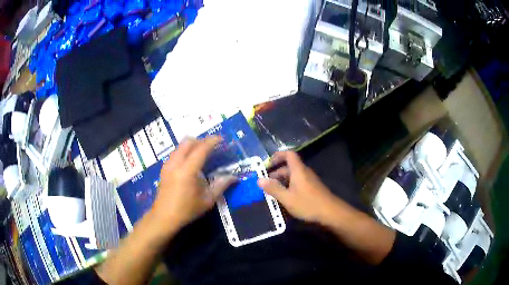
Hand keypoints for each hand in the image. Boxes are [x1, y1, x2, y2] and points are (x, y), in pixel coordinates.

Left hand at [151, 136, 234, 234]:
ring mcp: (168, 165)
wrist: (164, 217)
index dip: (211, 142)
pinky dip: (184, 150)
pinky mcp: (164, 169)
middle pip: (188, 143)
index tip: (221, 139)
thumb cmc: (187, 210)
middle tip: (211, 146)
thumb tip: (233, 177)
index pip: (201, 149)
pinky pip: (175, 153)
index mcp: (187, 171)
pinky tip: (189, 161)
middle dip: (201, 140)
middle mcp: (176, 164)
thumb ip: (220, 186)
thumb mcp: (207, 201)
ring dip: (191, 145)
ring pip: (180, 146)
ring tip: (201, 152)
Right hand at [258, 151, 351, 224]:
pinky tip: (285, 197)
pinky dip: (289, 186)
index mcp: (298, 170)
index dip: (277, 156)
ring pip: (293, 175)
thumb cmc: (308, 204)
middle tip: (265, 183)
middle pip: (289, 166)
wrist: (330, 212)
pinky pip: (298, 182)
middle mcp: (304, 172)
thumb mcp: (287, 198)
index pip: (288, 154)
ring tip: (272, 191)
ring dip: (282, 181)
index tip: (267, 164)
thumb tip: (259, 180)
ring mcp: (309, 180)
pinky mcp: (312, 187)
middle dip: (276, 173)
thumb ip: (273, 189)